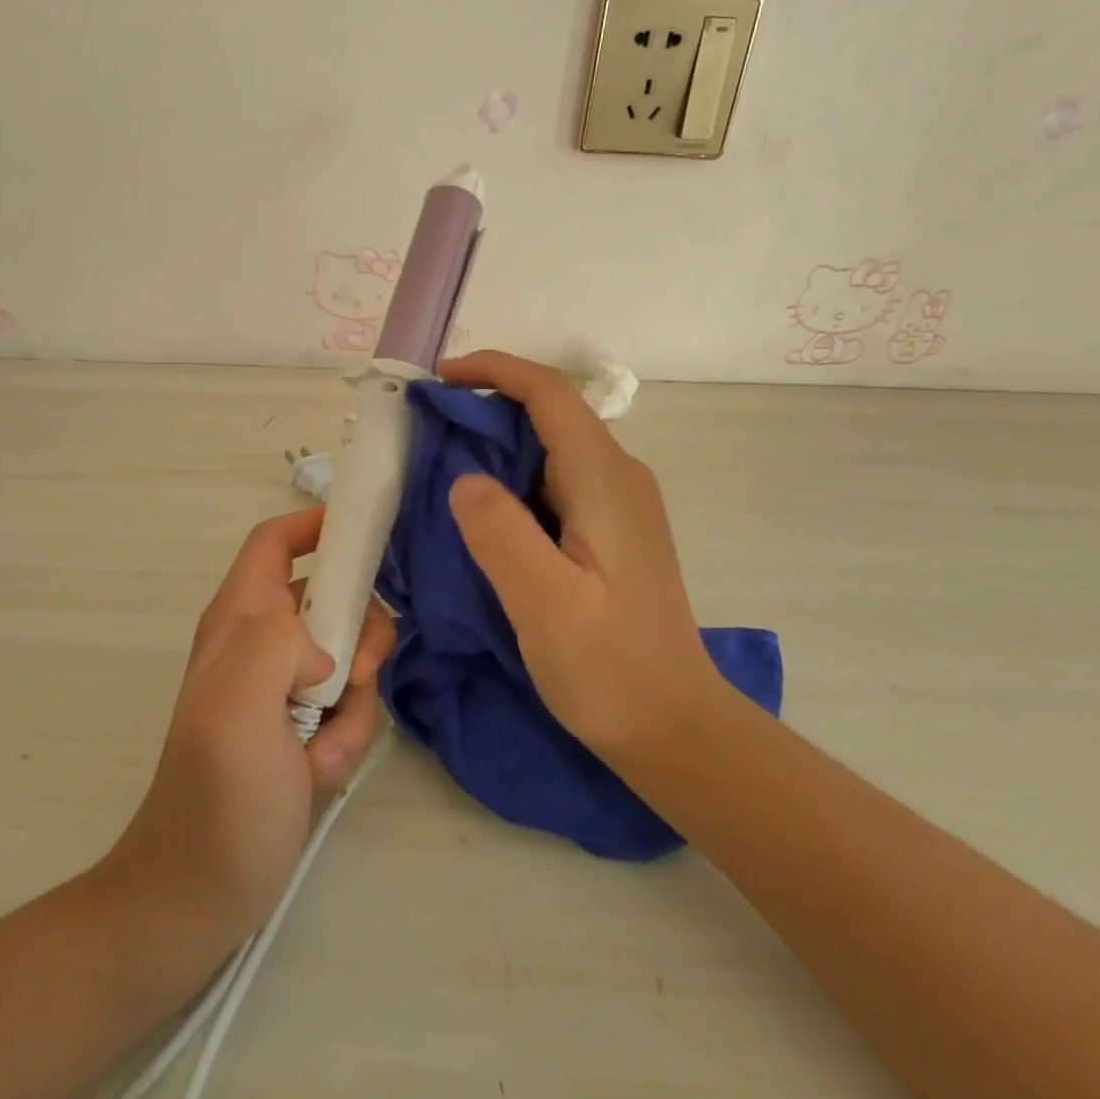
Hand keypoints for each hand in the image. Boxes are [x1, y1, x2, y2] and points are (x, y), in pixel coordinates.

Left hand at [101, 507, 394, 954]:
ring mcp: (284, 686)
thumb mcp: (237, 706)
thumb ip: (277, 644)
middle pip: (333, 597)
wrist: (201, 893)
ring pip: (351, 655)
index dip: (318, 525)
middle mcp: (262, 641)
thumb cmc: (217, 796)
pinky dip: (348, 736)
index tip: (371, 535)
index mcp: (239, 618)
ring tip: (326, 749)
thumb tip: (325, 648)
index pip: (276, 542)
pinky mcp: (304, 726)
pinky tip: (321, 773)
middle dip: (358, 635)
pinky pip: (351, 705)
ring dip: (354, 702)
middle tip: (353, 679)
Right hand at [437, 351, 719, 759]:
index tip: (437, 380)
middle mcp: (617, 477)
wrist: (674, 728)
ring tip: (440, 464)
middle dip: (485, 405)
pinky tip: (481, 509)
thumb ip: (501, 533)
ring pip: (549, 445)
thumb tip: (464, 478)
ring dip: (495, 442)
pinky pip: (553, 479)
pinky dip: (510, 475)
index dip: (493, 370)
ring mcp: (617, 504)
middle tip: (425, 428)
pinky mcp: (609, 530)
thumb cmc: (611, 669)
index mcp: (604, 480)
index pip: (549, 393)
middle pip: (549, 412)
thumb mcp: (545, 604)